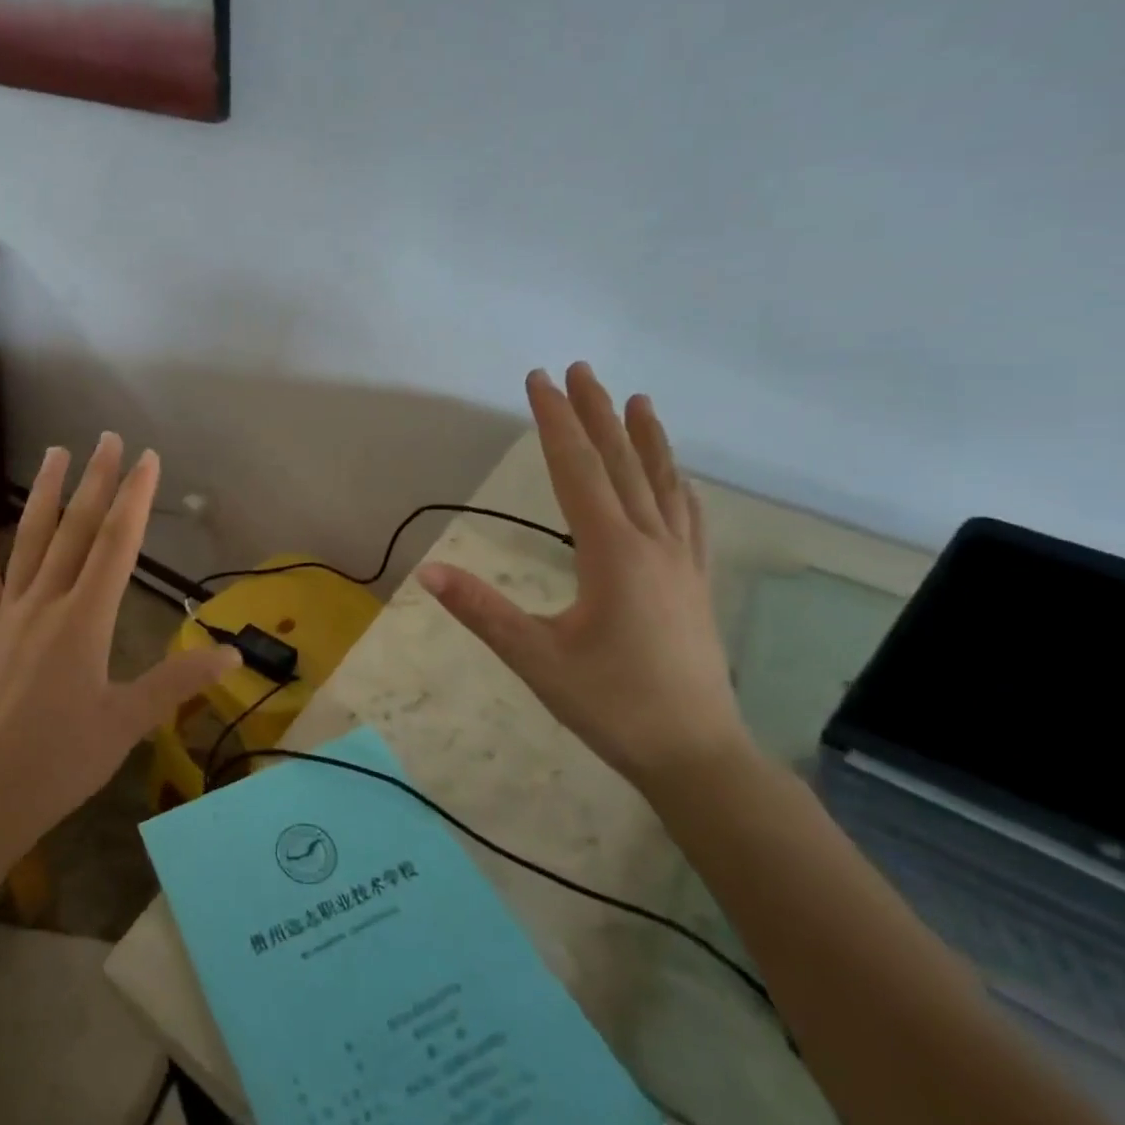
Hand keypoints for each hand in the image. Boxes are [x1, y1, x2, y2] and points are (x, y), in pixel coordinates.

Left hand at [0, 433, 239, 854]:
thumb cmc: (61, 762)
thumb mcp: (128, 724)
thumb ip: (178, 683)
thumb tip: (233, 656)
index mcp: (85, 621)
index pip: (116, 545)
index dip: (134, 498)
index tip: (147, 460)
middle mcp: (46, 604)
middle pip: (75, 531)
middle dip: (95, 481)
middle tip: (107, 438)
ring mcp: (7, 616)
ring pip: (29, 542)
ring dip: (45, 495)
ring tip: (56, 452)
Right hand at [417, 363, 750, 795]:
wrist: (696, 755)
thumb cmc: (612, 705)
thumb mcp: (536, 659)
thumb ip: (483, 611)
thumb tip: (428, 570)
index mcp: (614, 554)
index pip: (577, 471)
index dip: (556, 423)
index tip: (540, 381)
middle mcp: (652, 544)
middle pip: (621, 464)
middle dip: (596, 414)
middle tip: (578, 369)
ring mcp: (681, 561)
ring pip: (661, 483)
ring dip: (644, 438)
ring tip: (636, 399)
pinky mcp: (693, 581)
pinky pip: (687, 515)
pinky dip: (675, 482)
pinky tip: (675, 475)